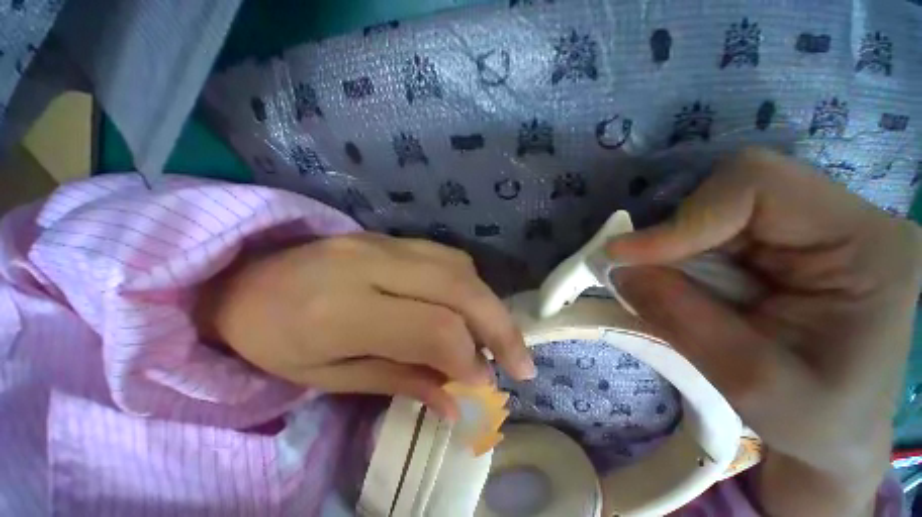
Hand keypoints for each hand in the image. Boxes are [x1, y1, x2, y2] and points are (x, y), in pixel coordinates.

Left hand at [195, 233, 534, 418]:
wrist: (241, 279)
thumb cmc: (272, 340)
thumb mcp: (328, 378)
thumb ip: (400, 382)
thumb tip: (457, 402)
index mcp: (341, 309)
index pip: (433, 328)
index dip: (469, 359)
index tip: (485, 387)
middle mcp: (370, 264)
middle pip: (459, 287)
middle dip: (499, 326)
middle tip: (522, 364)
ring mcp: (382, 243)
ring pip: (459, 266)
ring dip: (489, 303)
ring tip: (501, 338)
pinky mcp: (389, 237)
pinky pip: (446, 255)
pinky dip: (470, 283)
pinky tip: (472, 306)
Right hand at [607, 148, 921, 515]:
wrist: (837, 443)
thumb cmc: (818, 428)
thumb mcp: (762, 387)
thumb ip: (687, 320)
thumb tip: (623, 270)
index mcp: (867, 244)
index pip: (757, 188)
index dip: (686, 217)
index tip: (629, 259)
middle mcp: (839, 222)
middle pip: (732, 195)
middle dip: (678, 236)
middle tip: (640, 278)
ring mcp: (810, 232)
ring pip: (714, 214)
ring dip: (674, 252)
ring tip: (661, 293)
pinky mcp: (780, 249)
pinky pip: (712, 235)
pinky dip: (680, 259)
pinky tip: (676, 289)